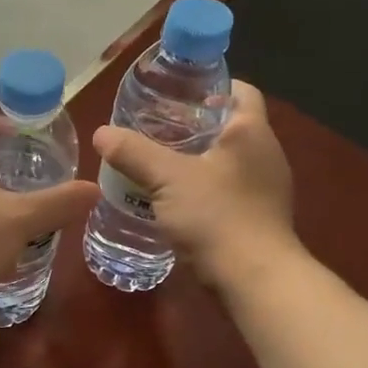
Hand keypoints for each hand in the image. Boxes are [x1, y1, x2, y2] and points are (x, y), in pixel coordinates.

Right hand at [91, 80, 298, 289]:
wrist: (254, 280)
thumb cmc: (217, 216)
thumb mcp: (167, 178)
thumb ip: (133, 152)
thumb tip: (101, 133)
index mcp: (251, 132)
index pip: (239, 91)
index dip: (210, 87)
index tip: (175, 95)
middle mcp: (265, 155)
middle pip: (229, 126)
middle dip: (193, 125)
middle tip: (154, 128)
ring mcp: (265, 189)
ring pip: (226, 161)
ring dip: (195, 159)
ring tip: (156, 163)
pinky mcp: (258, 218)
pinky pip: (227, 190)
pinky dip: (202, 188)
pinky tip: (173, 200)